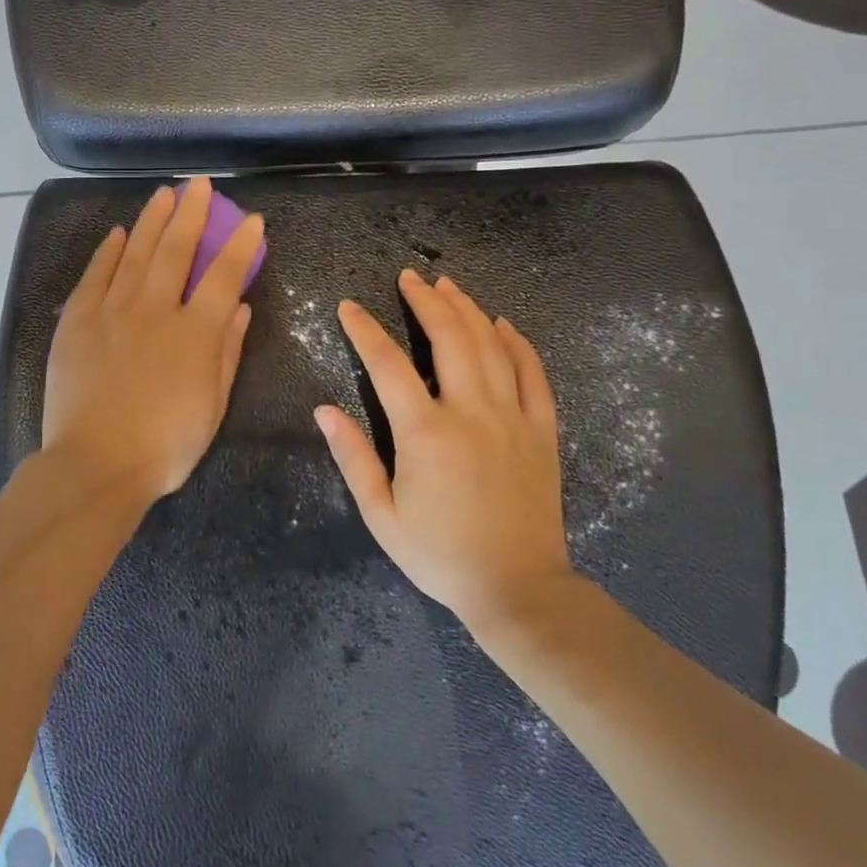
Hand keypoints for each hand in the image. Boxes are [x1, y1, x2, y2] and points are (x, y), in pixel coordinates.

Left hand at [42, 178, 263, 502]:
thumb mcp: (212, 405)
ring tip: (164, 194)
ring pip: (136, 253)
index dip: (239, 245)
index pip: (223, 275)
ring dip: (153, 220)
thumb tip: (238, 306)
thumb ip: (226, 351)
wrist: (96, 462)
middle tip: (199, 184)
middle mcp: (155, 310)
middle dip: (192, 213)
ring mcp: (112, 311)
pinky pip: (95, 275)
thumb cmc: (164, 445)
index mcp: (194, 332)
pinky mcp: (77, 320)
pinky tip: (119, 233)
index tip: (250, 219)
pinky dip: (109, 251)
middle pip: (176, 250)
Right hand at [315, 269, 575, 636]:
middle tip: (409, 278)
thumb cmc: (439, 554)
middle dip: (425, 302)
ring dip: (468, 310)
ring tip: (448, 286)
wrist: (518, 589)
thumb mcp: (381, 515)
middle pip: (448, 338)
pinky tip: (503, 324)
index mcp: (425, 432)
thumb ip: (353, 457)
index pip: (387, 364)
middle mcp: (471, 412)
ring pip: (491, 346)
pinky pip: (534, 375)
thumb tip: (324, 411)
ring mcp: (512, 418)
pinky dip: (518, 343)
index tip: (348, 307)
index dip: (364, 330)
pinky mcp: (541, 431)